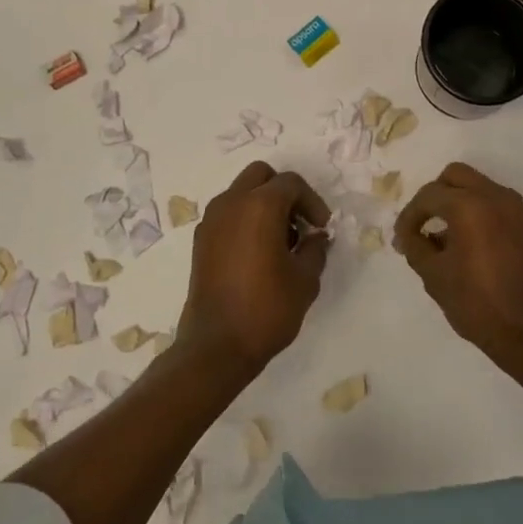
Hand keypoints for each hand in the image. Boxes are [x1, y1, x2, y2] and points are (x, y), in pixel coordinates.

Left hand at [179, 162, 330, 374]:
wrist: (216, 348)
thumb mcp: (305, 279)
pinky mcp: (200, 241)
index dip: (312, 202)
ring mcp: (211, 220)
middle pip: (261, 175)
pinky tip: (258, 254)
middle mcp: (231, 203)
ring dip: (263, 204)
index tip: (321, 228)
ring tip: (280, 242)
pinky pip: (228, 214)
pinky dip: (245, 220)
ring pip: (242, 192)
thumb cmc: (266, 309)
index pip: (291, 183)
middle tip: (299, 224)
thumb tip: (315, 236)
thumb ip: (315, 248)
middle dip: (284, 193)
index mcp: (259, 205)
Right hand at [393, 162, 522, 374]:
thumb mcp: (434, 276)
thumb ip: (415, 246)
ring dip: (458, 201)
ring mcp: (517, 208)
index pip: (429, 196)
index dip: (410, 216)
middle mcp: (495, 196)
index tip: (402, 238)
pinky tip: (470, 243)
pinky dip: (479, 212)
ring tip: (446, 237)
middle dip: (435, 196)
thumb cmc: (477, 303)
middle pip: (456, 176)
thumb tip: (408, 234)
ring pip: (479, 186)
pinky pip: (497, 203)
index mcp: (469, 205)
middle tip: (423, 224)